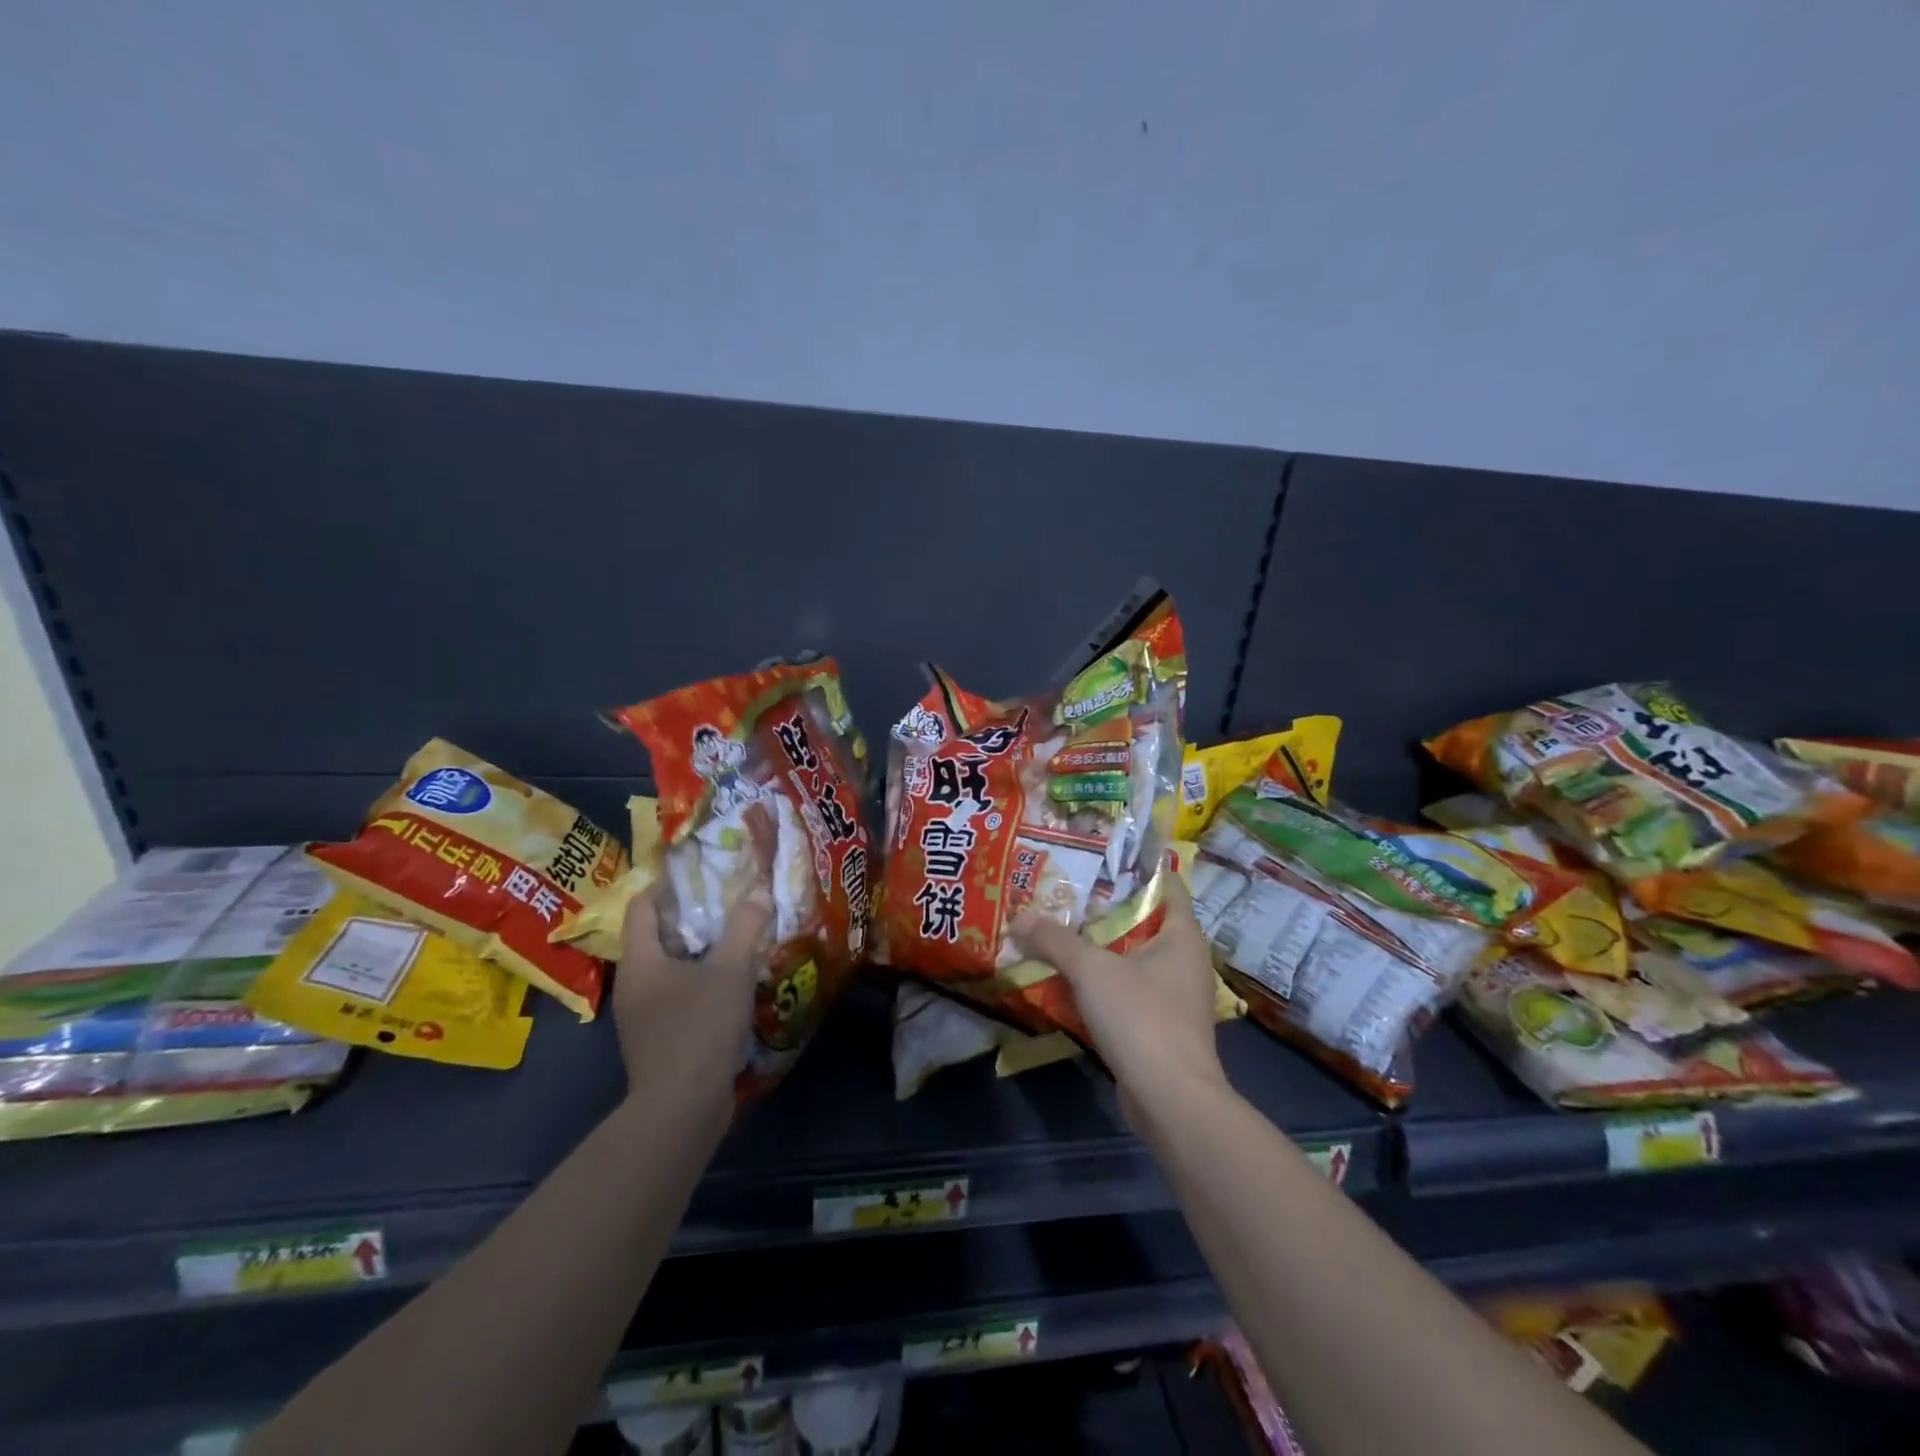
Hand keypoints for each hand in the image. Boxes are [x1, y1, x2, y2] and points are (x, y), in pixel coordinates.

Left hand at [614, 887, 771, 1120]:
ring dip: (699, 953)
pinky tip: (731, 984)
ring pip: (670, 969)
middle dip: (690, 918)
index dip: (666, 885)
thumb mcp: (730, 971)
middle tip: (728, 901)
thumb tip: (758, 893)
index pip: (641, 907)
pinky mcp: (659, 1041)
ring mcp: (643, 1017)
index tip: (699, 872)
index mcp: (641, 962)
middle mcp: (634, 986)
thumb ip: (745, 928)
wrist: (681, 1109)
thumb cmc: (698, 1028)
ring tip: (736, 938)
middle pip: (656, 937)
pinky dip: (700, 983)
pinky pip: (678, 997)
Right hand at [1011, 874, 1228, 1125]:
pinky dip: (1102, 982)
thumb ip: (1054, 940)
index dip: (1135, 868)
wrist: (1170, 1100)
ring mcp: (1175, 997)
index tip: (1099, 857)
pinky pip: (1127, 991)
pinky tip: (1068, 979)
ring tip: (1059, 930)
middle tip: (1065, 892)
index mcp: (1183, 936)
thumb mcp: (1091, 970)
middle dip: (1105, 908)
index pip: (1167, 884)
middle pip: (1144, 921)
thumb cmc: (1142, 1018)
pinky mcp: (1160, 1027)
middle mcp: (1184, 961)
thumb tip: (1019, 918)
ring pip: (1132, 958)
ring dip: (1100, 948)